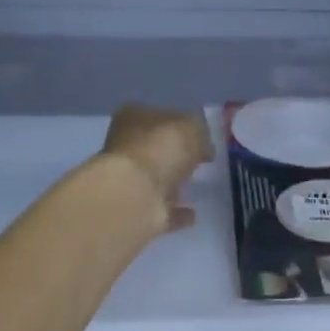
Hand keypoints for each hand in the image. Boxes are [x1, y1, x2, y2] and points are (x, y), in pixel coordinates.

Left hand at [101, 104, 212, 232]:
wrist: (135, 194)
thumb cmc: (160, 149)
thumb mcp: (191, 127)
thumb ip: (199, 133)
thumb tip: (203, 147)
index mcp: (133, 118)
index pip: (159, 117)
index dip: (181, 125)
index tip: (201, 137)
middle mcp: (126, 148)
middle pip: (155, 149)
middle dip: (174, 154)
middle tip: (199, 160)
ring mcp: (130, 182)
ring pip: (157, 179)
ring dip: (173, 183)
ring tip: (197, 185)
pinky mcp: (138, 210)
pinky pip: (163, 209)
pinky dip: (177, 211)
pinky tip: (194, 213)